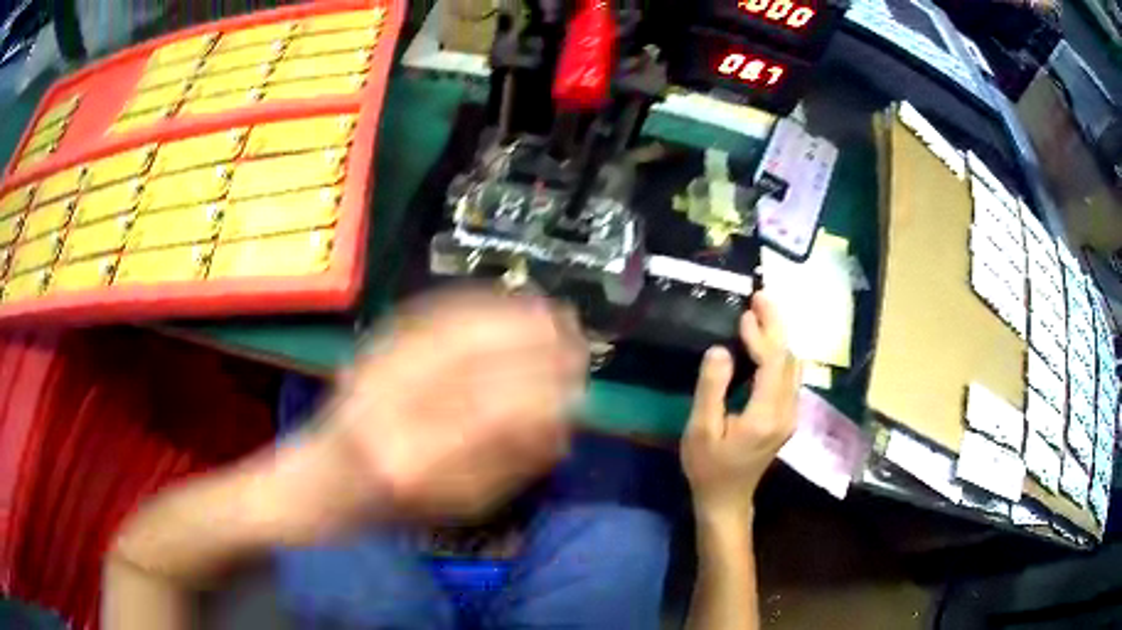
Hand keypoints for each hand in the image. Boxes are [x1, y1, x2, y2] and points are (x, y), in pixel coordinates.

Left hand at [275, 289, 587, 539]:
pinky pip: (428, 316)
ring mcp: (373, 372)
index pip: (493, 417)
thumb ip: (508, 469)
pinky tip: (501, 302)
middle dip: (534, 344)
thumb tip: (561, 428)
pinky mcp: (369, 350)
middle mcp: (389, 409)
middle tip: (575, 338)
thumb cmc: (388, 511)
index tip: (579, 380)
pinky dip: (472, 305)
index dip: (545, 391)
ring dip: (508, 316)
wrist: (315, 482)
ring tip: (549, 313)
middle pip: (475, 362)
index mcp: (412, 463)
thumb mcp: (454, 508)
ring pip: (452, 330)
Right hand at [681, 293, 800, 524]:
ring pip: (793, 366)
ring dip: (780, 338)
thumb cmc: (708, 467)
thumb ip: (711, 389)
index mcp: (766, 416)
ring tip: (762, 314)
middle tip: (761, 297)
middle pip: (789, 359)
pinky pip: (789, 376)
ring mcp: (790, 415)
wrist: (727, 499)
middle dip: (776, 326)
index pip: (773, 364)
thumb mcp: (700, 430)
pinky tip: (766, 344)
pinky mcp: (787, 417)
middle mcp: (786, 412)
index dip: (762, 336)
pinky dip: (779, 354)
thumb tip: (721, 350)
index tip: (745, 314)